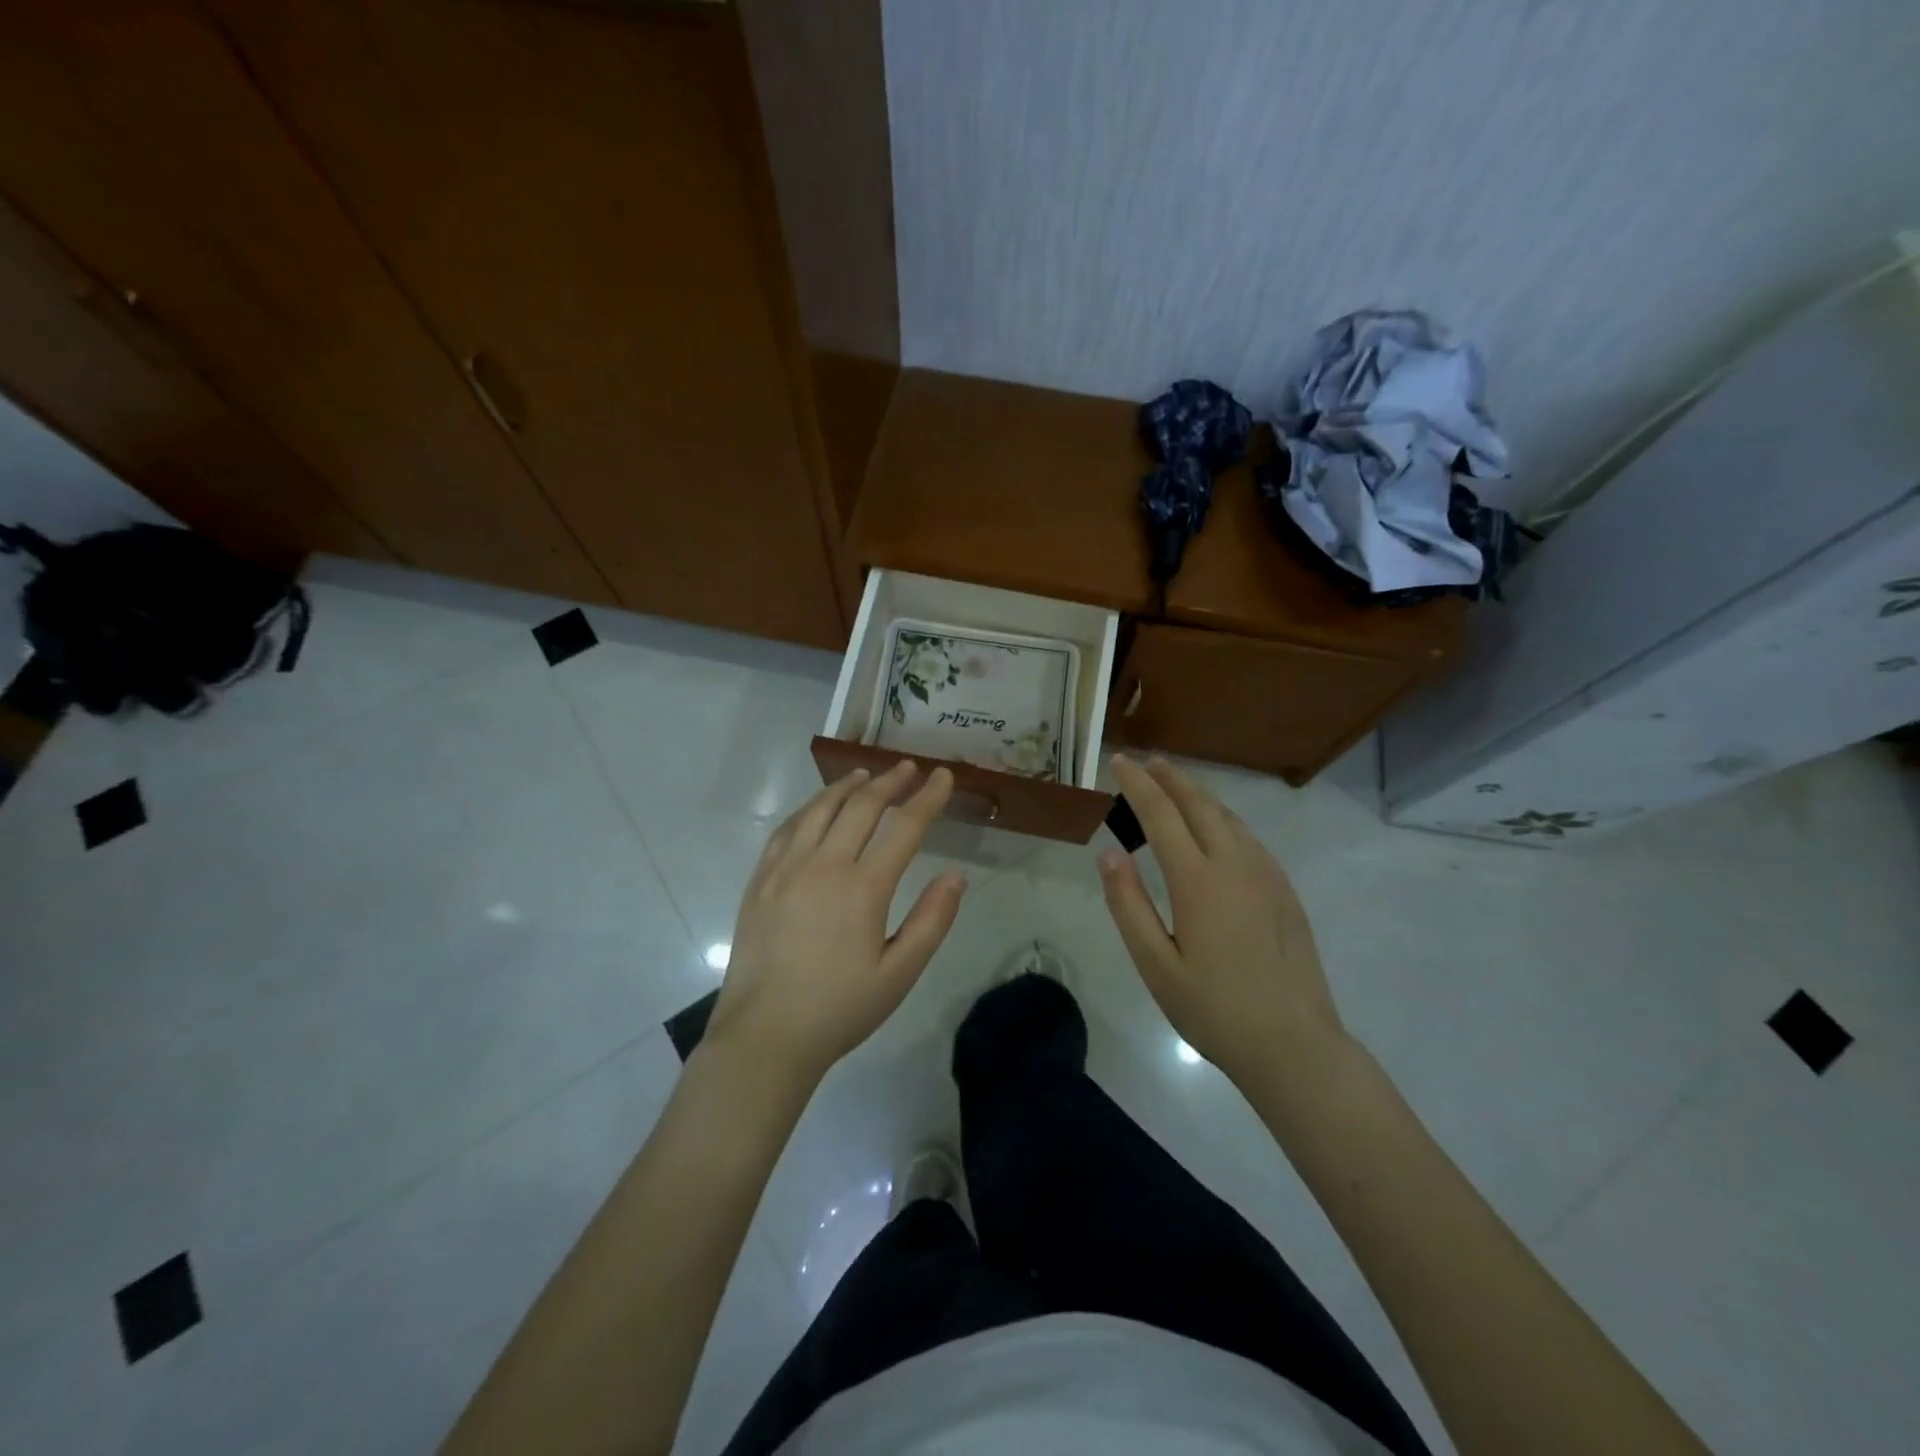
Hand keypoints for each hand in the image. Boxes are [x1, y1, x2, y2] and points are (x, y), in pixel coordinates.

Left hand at [704, 761, 966, 1084]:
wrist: (765, 1035)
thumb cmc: (840, 1009)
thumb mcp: (899, 974)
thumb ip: (931, 920)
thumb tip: (955, 874)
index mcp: (863, 888)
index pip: (904, 828)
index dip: (927, 798)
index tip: (943, 777)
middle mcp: (823, 866)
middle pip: (861, 807)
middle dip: (889, 782)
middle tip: (908, 769)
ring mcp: (786, 869)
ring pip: (819, 810)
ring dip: (846, 787)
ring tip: (865, 774)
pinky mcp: (760, 880)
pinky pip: (786, 830)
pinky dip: (808, 809)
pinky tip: (816, 807)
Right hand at [1098, 755, 1345, 1085]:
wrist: (1295, 1045)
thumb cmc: (1214, 1009)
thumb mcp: (1155, 964)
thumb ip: (1128, 904)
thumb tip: (1109, 853)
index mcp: (1198, 881)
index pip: (1161, 814)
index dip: (1137, 784)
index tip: (1119, 762)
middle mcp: (1235, 864)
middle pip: (1200, 804)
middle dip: (1170, 777)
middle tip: (1146, 761)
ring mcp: (1266, 875)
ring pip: (1228, 817)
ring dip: (1198, 794)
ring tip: (1175, 785)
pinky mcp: (1284, 890)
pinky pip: (1248, 837)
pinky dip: (1223, 818)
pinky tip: (1215, 828)